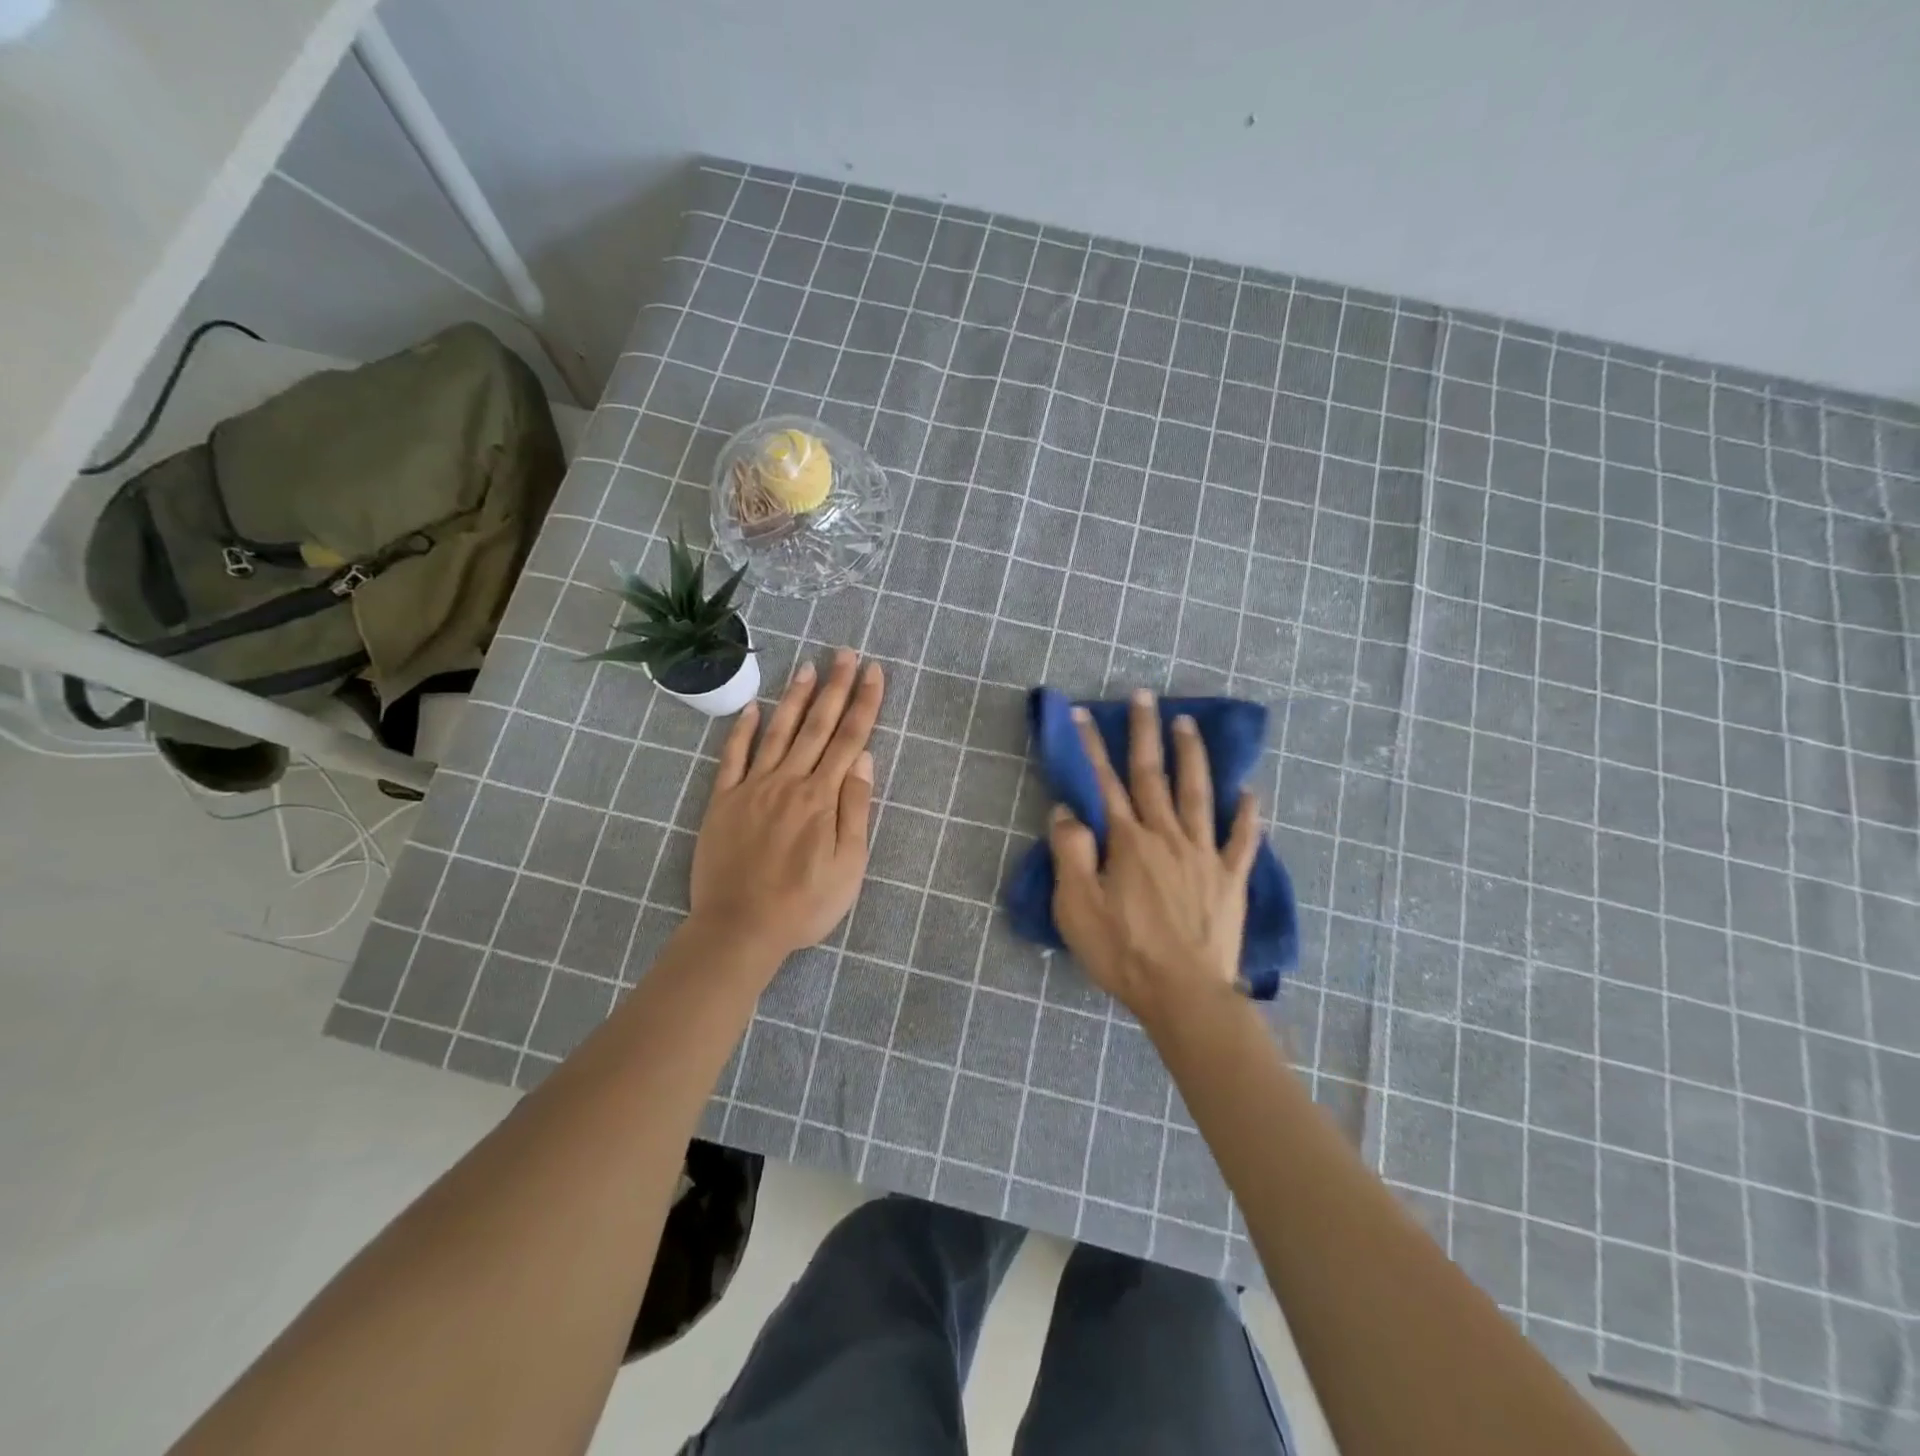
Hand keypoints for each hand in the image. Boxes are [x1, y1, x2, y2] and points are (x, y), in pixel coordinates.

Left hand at [689, 649, 883, 964]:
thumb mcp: (848, 865)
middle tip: (844, 653)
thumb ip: (855, 809)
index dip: (864, 703)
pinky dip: (742, 731)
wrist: (739, 927)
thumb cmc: (804, 904)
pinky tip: (753, 709)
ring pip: (777, 732)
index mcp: (822, 797)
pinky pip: (733, 758)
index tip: (873, 671)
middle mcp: (789, 781)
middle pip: (816, 725)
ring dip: (794, 698)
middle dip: (834, 687)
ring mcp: (753, 787)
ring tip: (807, 667)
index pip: (849, 739)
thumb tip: (865, 759)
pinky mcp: (723, 801)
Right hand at [1049, 689, 1261, 1026]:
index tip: (1086, 715)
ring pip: (1198, 794)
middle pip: (1153, 776)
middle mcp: (1167, 836)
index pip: (1106, 784)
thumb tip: (1066, 811)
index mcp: (1128, 842)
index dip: (1093, 748)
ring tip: (1188, 724)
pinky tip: (1251, 792)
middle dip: (1145, 733)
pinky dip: (1247, 814)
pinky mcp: (1230, 879)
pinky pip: (1241, 840)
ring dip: (1192, 756)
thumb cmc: (1124, 952)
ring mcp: (1203, 855)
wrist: (1185, 996)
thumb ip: (1071, 854)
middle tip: (1144, 696)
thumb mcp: (1078, 907)